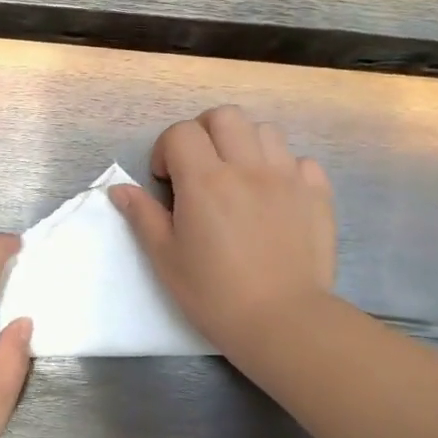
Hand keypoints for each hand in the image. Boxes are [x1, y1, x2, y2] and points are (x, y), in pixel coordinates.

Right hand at [109, 106, 336, 357]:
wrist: (282, 322)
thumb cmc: (214, 294)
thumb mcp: (166, 259)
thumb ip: (143, 216)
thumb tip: (120, 189)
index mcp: (205, 181)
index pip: (181, 132)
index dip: (167, 149)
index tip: (166, 181)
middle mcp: (248, 167)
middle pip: (225, 116)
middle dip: (205, 132)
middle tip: (199, 168)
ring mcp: (287, 177)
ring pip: (265, 131)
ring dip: (244, 144)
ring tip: (238, 178)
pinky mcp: (317, 195)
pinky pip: (301, 161)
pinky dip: (284, 168)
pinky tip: (275, 196)